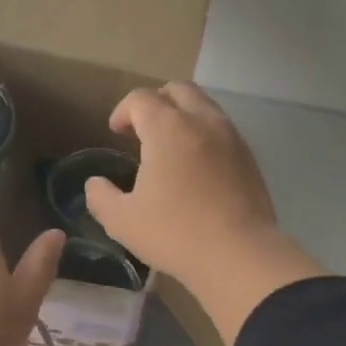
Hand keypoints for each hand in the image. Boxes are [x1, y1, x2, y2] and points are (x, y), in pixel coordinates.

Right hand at [84, 82, 324, 345]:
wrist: (239, 254)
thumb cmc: (175, 234)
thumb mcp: (122, 221)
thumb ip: (101, 197)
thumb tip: (95, 184)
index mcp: (167, 128)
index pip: (140, 99)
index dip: (123, 111)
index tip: (115, 132)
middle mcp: (202, 121)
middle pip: (177, 90)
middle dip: (155, 103)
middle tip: (142, 131)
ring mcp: (231, 137)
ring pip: (204, 106)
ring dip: (183, 116)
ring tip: (170, 148)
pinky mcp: (249, 157)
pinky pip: (222, 130)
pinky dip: (204, 135)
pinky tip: (197, 166)